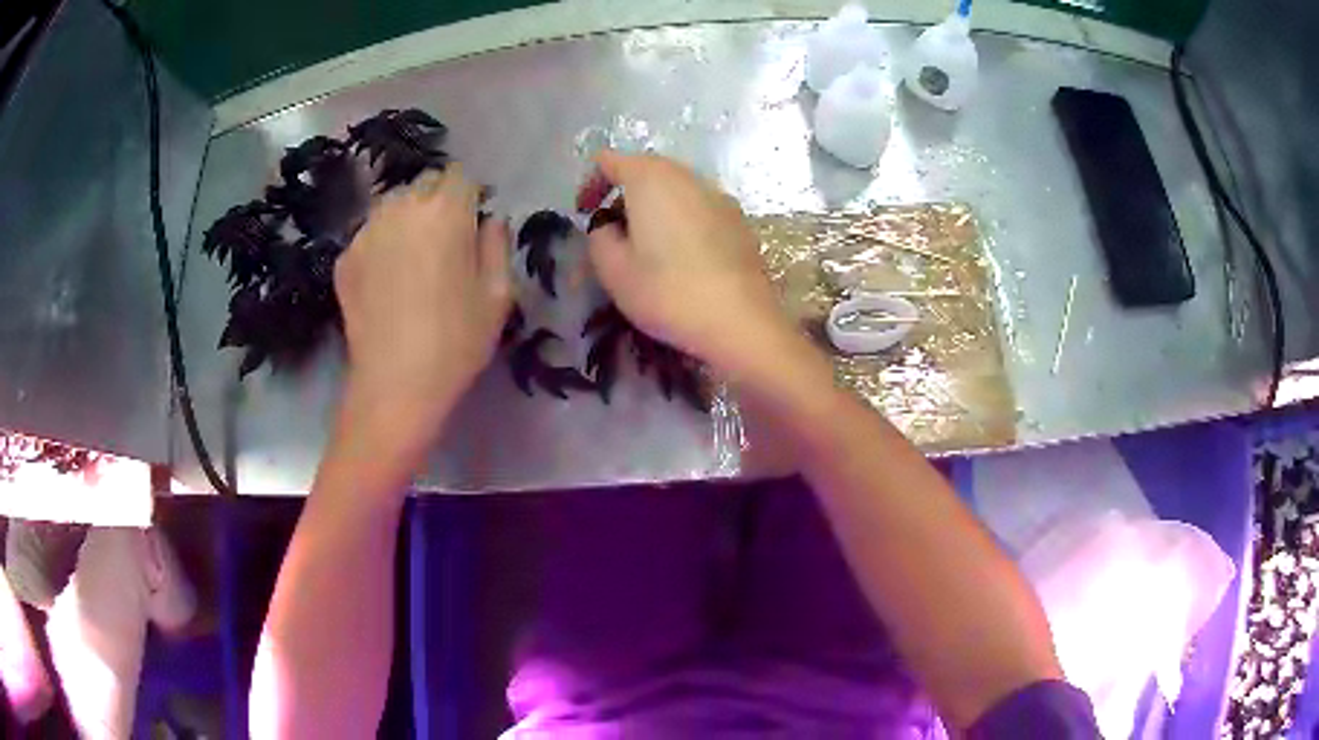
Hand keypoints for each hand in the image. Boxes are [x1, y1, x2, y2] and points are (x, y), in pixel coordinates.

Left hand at [335, 165, 511, 436]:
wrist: (394, 385)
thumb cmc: (456, 342)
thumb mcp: (498, 296)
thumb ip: (498, 244)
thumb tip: (491, 220)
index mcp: (446, 211)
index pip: (460, 174)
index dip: (470, 195)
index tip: (472, 223)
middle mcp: (402, 208)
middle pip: (424, 183)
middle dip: (438, 201)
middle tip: (444, 243)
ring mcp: (366, 231)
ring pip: (393, 205)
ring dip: (407, 219)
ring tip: (412, 260)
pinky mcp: (344, 256)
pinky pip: (370, 234)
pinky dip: (382, 245)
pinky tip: (386, 283)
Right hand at [586, 152, 796, 378]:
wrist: (739, 320)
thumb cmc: (667, 291)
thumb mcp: (612, 269)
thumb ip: (598, 236)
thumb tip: (609, 225)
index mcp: (650, 178)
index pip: (609, 161)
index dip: (590, 184)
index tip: (584, 214)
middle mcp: (687, 176)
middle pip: (646, 170)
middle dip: (624, 195)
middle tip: (613, 232)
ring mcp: (718, 196)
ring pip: (676, 190)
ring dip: (655, 208)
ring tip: (647, 247)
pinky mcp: (739, 220)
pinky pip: (699, 209)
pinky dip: (682, 222)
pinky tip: (682, 258)